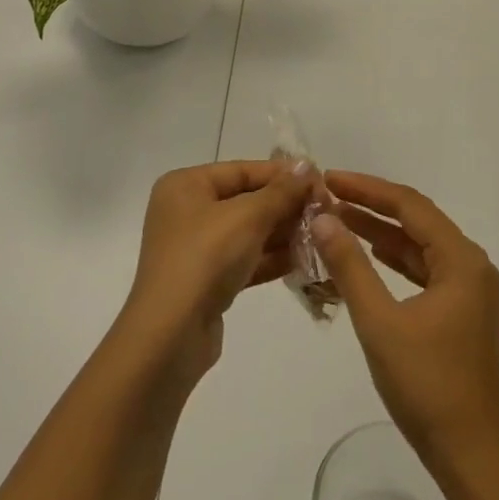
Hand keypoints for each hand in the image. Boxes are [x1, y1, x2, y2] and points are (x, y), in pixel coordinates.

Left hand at [119, 159, 312, 385]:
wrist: (171, 335)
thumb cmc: (206, 258)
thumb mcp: (248, 216)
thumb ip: (281, 191)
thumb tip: (306, 165)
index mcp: (186, 185)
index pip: (242, 170)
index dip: (283, 175)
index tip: (321, 181)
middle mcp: (187, 211)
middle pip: (246, 200)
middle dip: (286, 206)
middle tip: (327, 211)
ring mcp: (196, 248)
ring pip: (249, 232)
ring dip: (284, 233)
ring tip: (323, 234)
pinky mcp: (207, 281)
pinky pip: (246, 260)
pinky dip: (272, 258)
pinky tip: (306, 259)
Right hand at [310, 172, 498, 472]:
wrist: (470, 456)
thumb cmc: (426, 386)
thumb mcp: (379, 322)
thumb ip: (350, 266)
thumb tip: (321, 218)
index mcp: (461, 260)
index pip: (409, 205)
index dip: (367, 188)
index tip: (329, 179)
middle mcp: (471, 265)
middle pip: (416, 220)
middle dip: (371, 206)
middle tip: (327, 196)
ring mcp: (468, 289)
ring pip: (418, 246)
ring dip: (380, 233)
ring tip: (336, 220)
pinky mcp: (460, 311)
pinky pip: (422, 270)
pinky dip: (392, 260)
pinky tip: (365, 255)